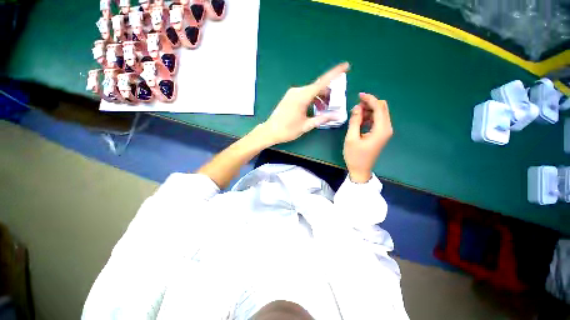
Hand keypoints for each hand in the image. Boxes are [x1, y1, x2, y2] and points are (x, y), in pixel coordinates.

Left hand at [260, 62, 349, 144]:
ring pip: (311, 91)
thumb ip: (322, 119)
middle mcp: (298, 91)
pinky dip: (312, 99)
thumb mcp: (307, 125)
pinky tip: (314, 108)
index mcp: (302, 96)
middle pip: (317, 87)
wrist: (271, 131)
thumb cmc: (288, 130)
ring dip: (319, 98)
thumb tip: (337, 116)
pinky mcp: (290, 96)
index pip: (322, 82)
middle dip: (327, 94)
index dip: (335, 73)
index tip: (346, 66)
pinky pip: (304, 94)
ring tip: (323, 110)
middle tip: (331, 106)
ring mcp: (292, 93)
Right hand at [343, 93, 392, 182]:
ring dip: (368, 111)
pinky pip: (377, 121)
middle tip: (356, 106)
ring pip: (379, 114)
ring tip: (355, 115)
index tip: (359, 95)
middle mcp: (386, 128)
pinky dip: (369, 117)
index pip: (379, 108)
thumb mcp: (351, 138)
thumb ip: (355, 121)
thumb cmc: (355, 156)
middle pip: (382, 108)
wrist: (360, 170)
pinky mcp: (381, 134)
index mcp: (381, 129)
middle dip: (369, 104)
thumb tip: (357, 107)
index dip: (370, 99)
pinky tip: (359, 121)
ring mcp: (384, 132)